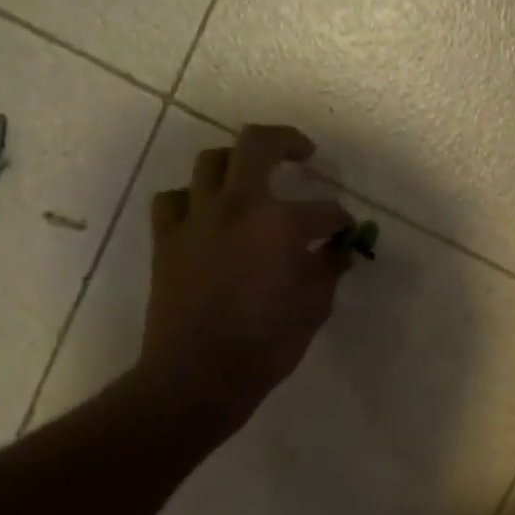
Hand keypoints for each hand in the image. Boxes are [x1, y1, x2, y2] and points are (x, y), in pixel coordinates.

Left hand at [138, 125, 354, 435]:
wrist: (199, 374)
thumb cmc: (266, 345)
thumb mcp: (314, 308)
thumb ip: (328, 270)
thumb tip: (338, 250)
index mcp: (281, 224)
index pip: (325, 212)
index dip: (342, 222)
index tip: (347, 233)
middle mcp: (237, 206)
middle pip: (258, 145)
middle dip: (287, 141)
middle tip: (303, 152)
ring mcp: (197, 218)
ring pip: (211, 162)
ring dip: (236, 163)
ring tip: (250, 177)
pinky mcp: (167, 237)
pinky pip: (174, 200)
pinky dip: (191, 200)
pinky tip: (204, 214)